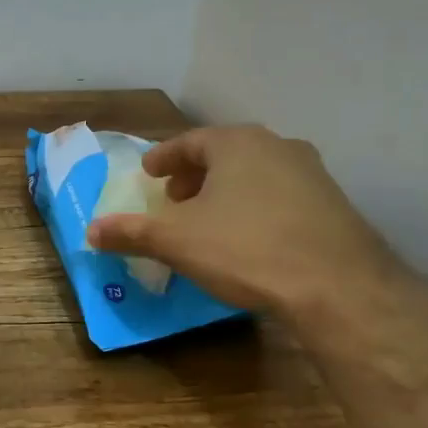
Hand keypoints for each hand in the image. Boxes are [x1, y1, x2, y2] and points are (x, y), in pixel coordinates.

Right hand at [85, 125, 409, 326]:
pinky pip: (281, 196)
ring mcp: (312, 173)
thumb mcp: (176, 241)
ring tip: (209, 219)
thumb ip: (131, 232)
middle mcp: (277, 146)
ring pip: (256, 173)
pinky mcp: (333, 204)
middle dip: (195, 174)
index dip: (164, 158)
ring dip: (227, 191)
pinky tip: (249, 237)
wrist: (336, 285)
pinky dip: (256, 207)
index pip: (190, 141)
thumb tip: (90, 231)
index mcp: (236, 144)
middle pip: (225, 154)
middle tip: (174, 197)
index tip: (148, 173)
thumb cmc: (244, 249)